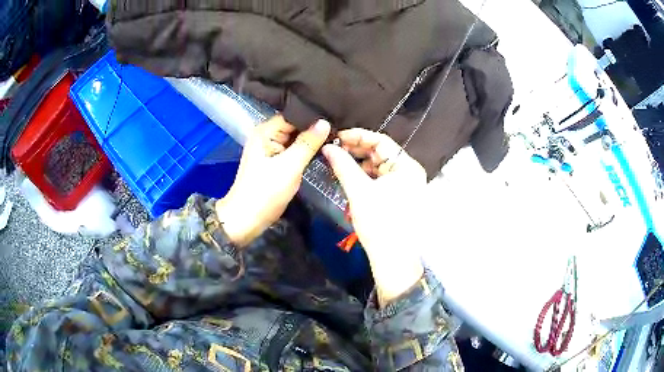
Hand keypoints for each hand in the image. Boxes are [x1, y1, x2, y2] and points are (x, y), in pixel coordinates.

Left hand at [216, 116, 329, 245]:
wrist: (247, 220)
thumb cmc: (265, 193)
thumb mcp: (289, 167)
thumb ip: (308, 143)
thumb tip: (325, 122)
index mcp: (265, 132)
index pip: (293, 115)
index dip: (313, 116)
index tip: (336, 116)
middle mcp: (266, 136)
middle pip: (294, 125)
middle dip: (315, 127)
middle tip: (341, 127)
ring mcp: (270, 149)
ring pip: (295, 138)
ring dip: (311, 139)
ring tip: (336, 134)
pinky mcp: (274, 161)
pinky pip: (293, 150)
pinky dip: (305, 150)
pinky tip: (322, 148)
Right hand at [323, 129, 426, 305]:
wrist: (391, 257)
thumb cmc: (379, 222)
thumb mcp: (359, 191)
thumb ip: (343, 165)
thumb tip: (328, 146)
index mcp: (407, 166)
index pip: (382, 141)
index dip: (358, 136)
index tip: (337, 137)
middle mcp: (409, 172)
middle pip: (381, 153)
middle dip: (357, 150)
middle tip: (334, 149)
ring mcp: (404, 185)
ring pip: (378, 167)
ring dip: (359, 163)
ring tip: (338, 162)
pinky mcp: (397, 197)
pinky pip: (379, 179)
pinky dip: (364, 176)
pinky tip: (349, 176)